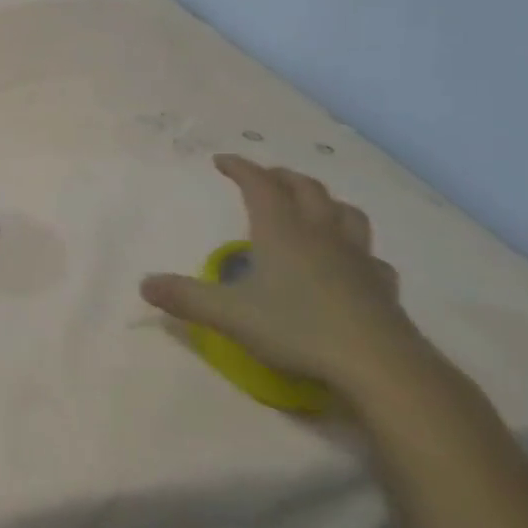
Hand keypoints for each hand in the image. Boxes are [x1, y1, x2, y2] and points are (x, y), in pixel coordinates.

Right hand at [140, 155, 427, 394]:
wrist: (380, 367)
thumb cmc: (298, 329)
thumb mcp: (230, 315)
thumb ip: (186, 298)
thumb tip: (144, 284)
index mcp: (281, 230)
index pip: (259, 184)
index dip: (240, 167)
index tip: (222, 160)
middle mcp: (320, 234)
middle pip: (305, 189)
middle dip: (282, 177)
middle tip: (264, 178)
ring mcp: (357, 259)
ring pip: (345, 213)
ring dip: (325, 202)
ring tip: (312, 207)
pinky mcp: (383, 287)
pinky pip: (371, 256)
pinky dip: (357, 249)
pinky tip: (352, 263)